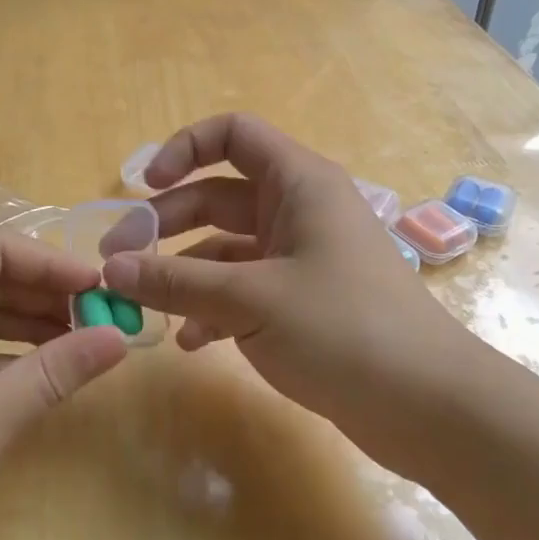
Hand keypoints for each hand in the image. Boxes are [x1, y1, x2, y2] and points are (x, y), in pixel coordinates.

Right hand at [101, 114, 478, 471]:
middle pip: (217, 197)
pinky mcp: (303, 302)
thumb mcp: (250, 300)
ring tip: (141, 306)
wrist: (427, 405)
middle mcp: (299, 211)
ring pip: (227, 249)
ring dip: (184, 272)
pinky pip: (245, 290)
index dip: (184, 149)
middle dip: (166, 224)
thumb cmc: (343, 329)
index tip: (144, 187)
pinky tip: (191, 343)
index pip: (233, 135)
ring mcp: (302, 258)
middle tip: (117, 262)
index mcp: (298, 184)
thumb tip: (111, 269)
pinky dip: (213, 308)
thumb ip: (176, 281)